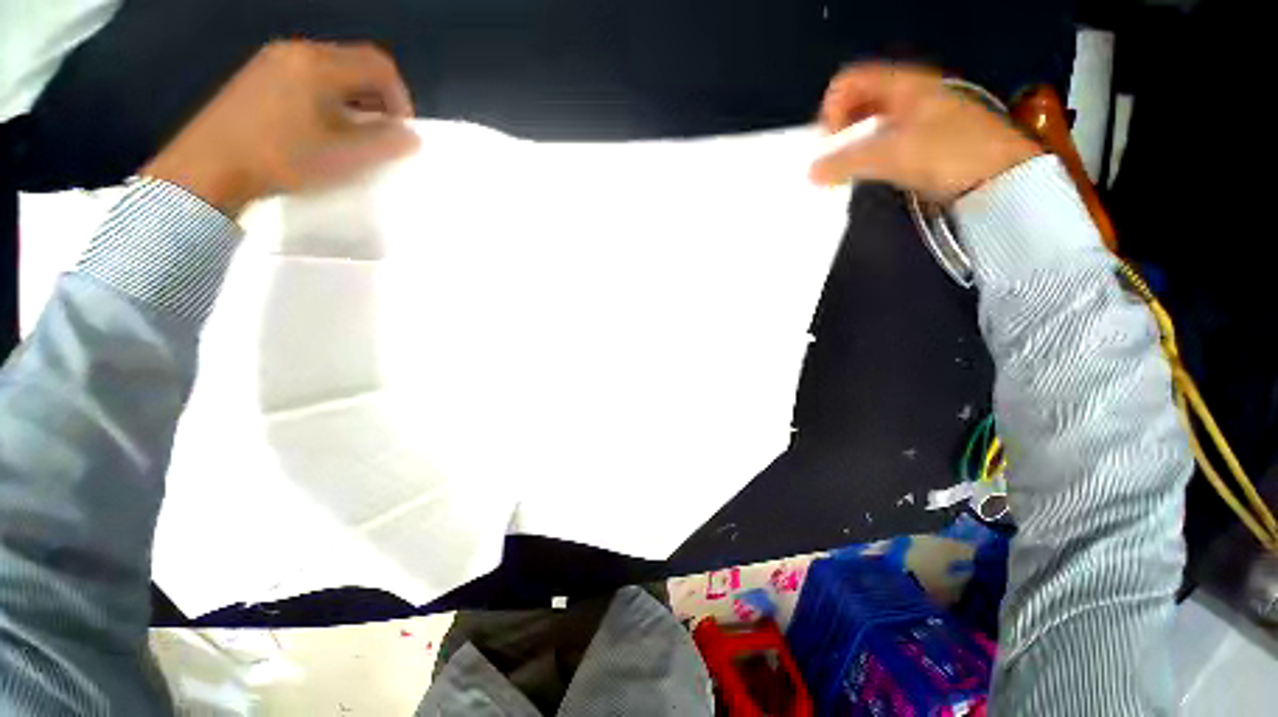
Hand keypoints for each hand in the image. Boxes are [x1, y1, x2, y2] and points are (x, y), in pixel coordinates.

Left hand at [142, 41, 419, 215]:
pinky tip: (322, 127)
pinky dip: (328, 97)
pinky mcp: (258, 76)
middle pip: (356, 63)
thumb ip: (384, 142)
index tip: (401, 132)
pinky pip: (308, 76)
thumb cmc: (282, 157)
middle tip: (381, 134)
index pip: (380, 67)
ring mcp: (274, 60)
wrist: (207, 166)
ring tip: (352, 134)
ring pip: (332, 70)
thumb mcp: (344, 155)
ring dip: (354, 99)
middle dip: (379, 99)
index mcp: (320, 64)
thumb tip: (411, 136)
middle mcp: (298, 51)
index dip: (400, 99)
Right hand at [809, 64, 1041, 202]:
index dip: (831, 108)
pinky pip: (880, 144)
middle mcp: (906, 95)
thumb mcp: (892, 153)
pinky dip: (864, 157)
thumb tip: (811, 173)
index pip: (850, 82)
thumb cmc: (948, 152)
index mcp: (902, 85)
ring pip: (867, 126)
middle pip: (857, 103)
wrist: (1000, 177)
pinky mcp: (918, 143)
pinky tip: (862, 175)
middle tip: (829, 160)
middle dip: (837, 130)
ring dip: (849, 147)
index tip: (826, 142)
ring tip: (842, 172)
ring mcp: (914, 119)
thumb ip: (847, 161)